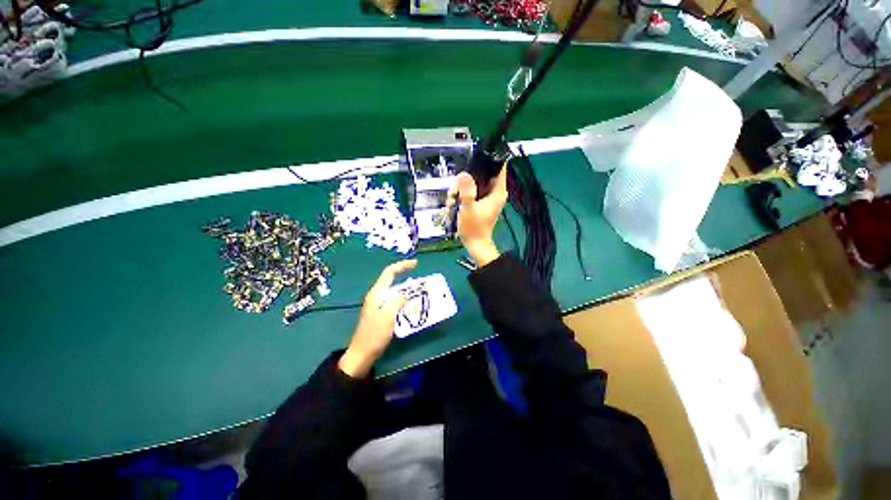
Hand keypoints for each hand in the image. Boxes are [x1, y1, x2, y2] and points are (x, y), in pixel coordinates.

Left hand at [338, 259, 417, 377]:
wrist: (362, 354)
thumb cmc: (374, 334)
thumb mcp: (387, 316)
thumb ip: (397, 301)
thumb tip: (406, 294)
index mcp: (377, 293)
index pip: (390, 272)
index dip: (402, 265)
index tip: (416, 264)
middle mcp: (377, 295)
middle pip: (393, 281)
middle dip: (408, 279)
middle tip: (422, 283)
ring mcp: (378, 305)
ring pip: (395, 292)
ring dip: (407, 291)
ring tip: (421, 294)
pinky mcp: (381, 313)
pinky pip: (395, 302)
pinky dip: (404, 301)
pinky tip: (412, 307)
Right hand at [448, 164, 507, 266]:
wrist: (474, 244)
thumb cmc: (474, 228)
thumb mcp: (468, 208)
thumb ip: (466, 191)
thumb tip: (463, 174)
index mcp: (497, 191)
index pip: (500, 167)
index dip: (489, 159)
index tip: (475, 160)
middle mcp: (494, 192)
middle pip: (481, 174)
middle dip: (465, 179)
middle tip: (455, 191)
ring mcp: (487, 197)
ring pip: (473, 182)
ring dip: (460, 189)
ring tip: (451, 200)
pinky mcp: (480, 201)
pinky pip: (470, 191)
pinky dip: (461, 195)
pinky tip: (452, 203)